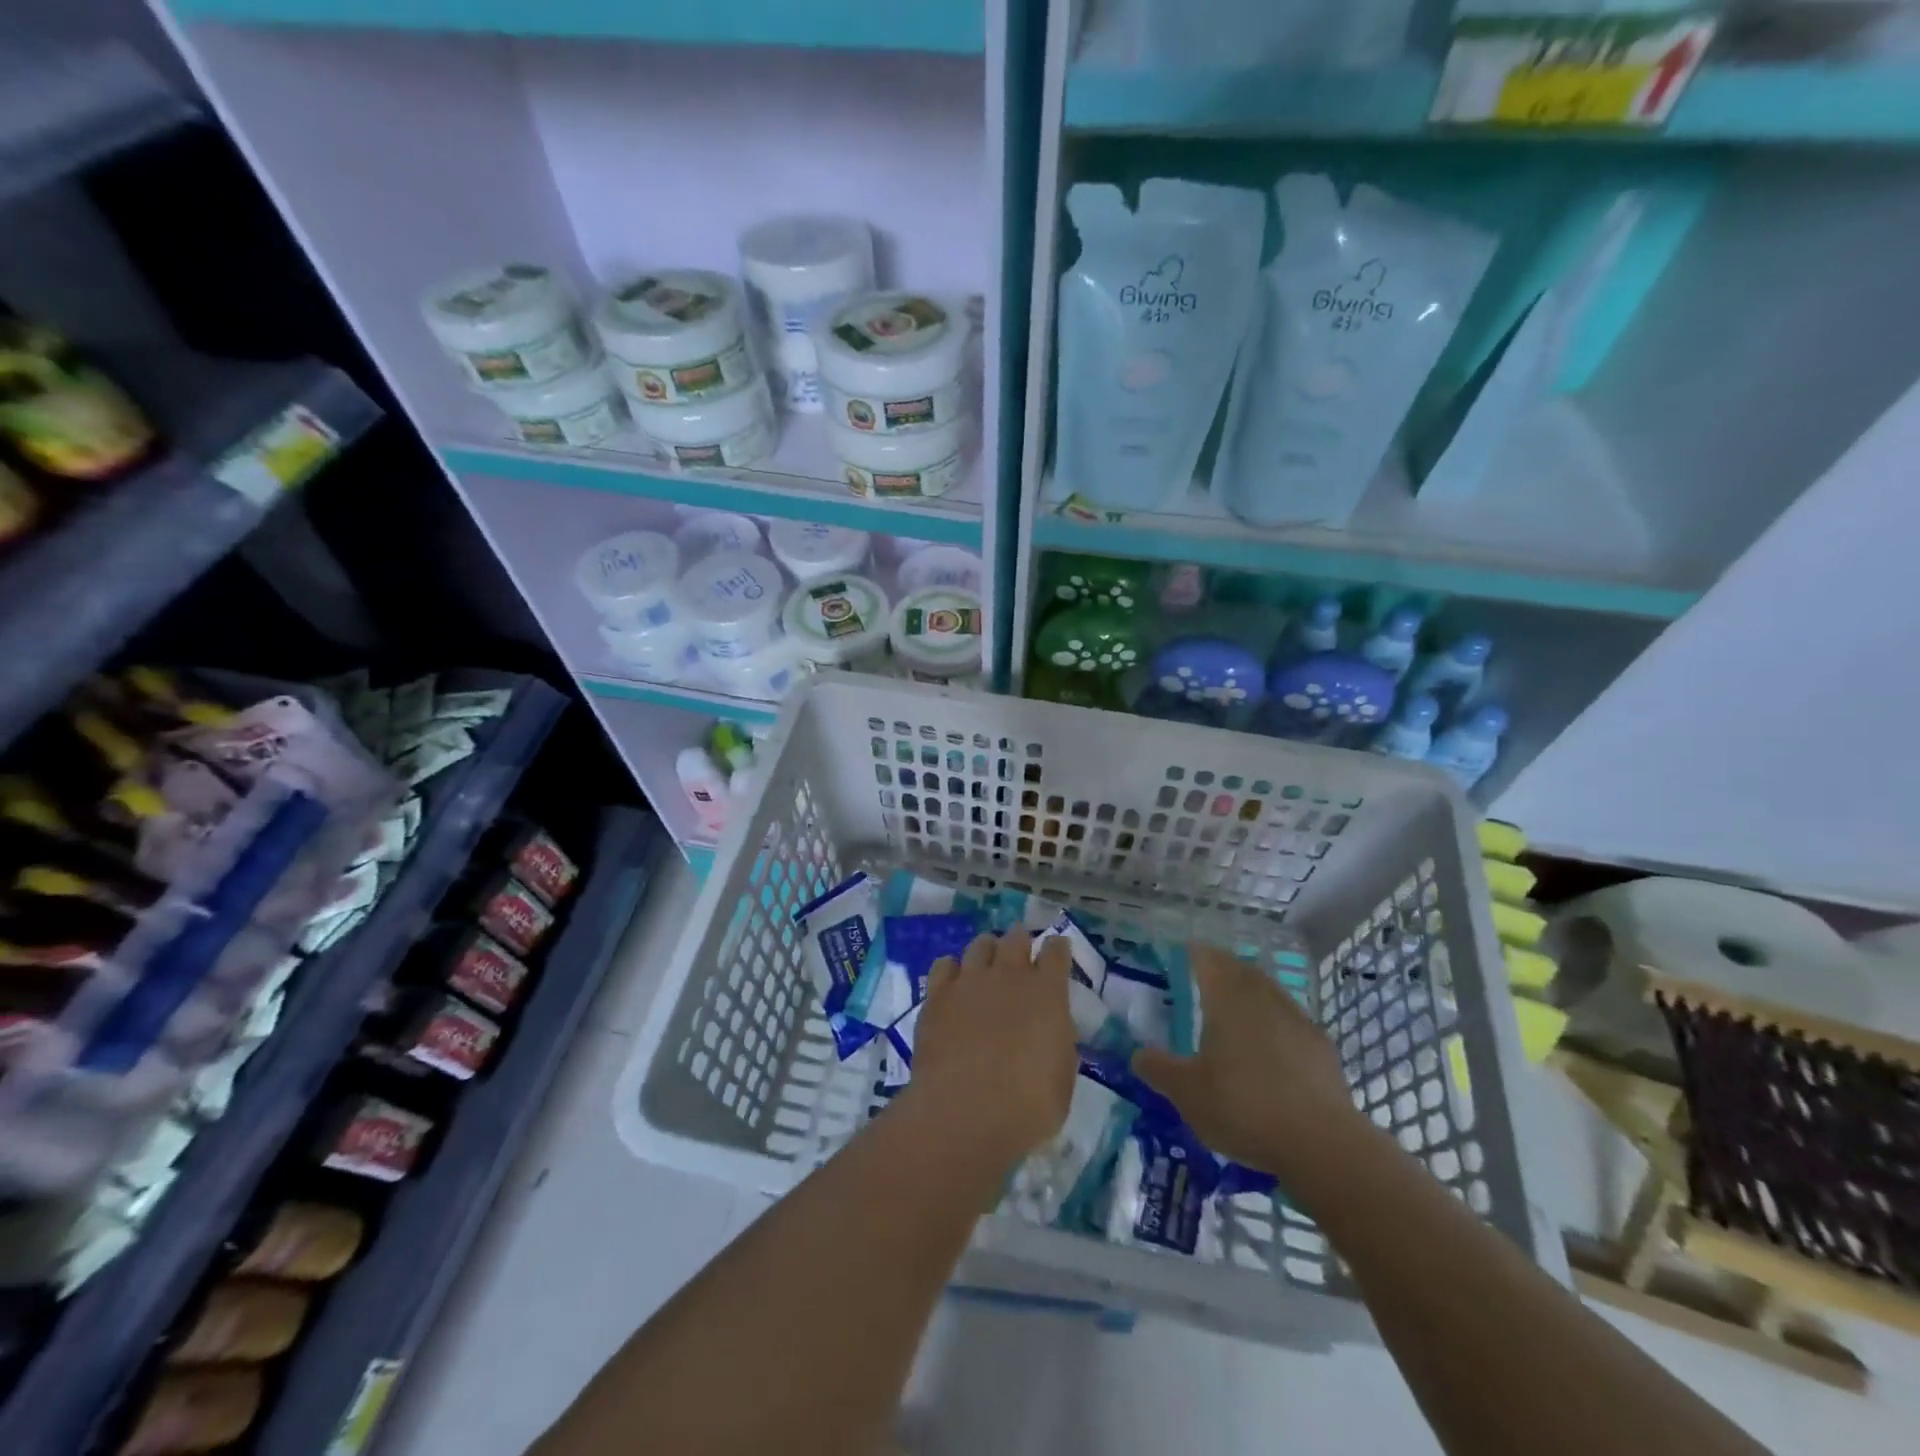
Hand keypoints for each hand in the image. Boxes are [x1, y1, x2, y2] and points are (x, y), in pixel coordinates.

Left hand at [902, 930, 1077, 1167]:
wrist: (964, 1112)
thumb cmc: (1027, 1106)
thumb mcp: (1062, 1078)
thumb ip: (1058, 1042)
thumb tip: (1050, 1028)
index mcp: (1047, 992)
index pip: (1056, 952)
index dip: (1057, 948)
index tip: (1057, 950)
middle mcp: (1009, 975)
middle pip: (1016, 938)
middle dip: (1021, 940)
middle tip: (1020, 951)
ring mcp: (970, 981)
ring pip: (980, 944)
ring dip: (988, 949)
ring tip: (987, 962)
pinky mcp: (937, 995)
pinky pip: (944, 965)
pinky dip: (952, 968)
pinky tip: (954, 982)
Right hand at [1131, 943, 1366, 1182]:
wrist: (1323, 1144)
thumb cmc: (1244, 1107)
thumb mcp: (1187, 1093)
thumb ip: (1158, 1069)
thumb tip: (1137, 1054)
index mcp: (1227, 998)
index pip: (1207, 959)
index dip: (1193, 953)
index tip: (1181, 953)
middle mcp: (1262, 998)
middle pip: (1240, 969)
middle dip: (1222, 968)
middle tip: (1205, 977)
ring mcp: (1297, 1020)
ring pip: (1269, 991)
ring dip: (1251, 992)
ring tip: (1236, 1008)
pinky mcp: (1322, 1047)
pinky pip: (1291, 1020)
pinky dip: (1276, 1022)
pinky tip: (1272, 1045)